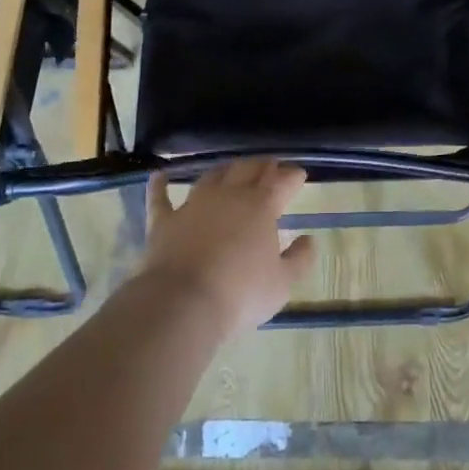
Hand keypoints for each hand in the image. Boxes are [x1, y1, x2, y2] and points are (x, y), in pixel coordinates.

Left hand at [140, 159, 315, 336]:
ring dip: (225, 170)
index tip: (299, 175)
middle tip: (270, 166)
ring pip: (211, 176)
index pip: (281, 182)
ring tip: (232, 168)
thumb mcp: (283, 283)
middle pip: (247, 169)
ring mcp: (193, 205)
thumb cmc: (241, 293)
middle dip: (262, 165)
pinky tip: (159, 175)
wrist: (183, 303)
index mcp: (261, 206)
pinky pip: (160, 197)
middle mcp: (228, 196)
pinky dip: (160, 185)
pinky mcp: (164, 221)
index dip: (292, 176)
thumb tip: (309, 239)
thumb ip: (300, 259)